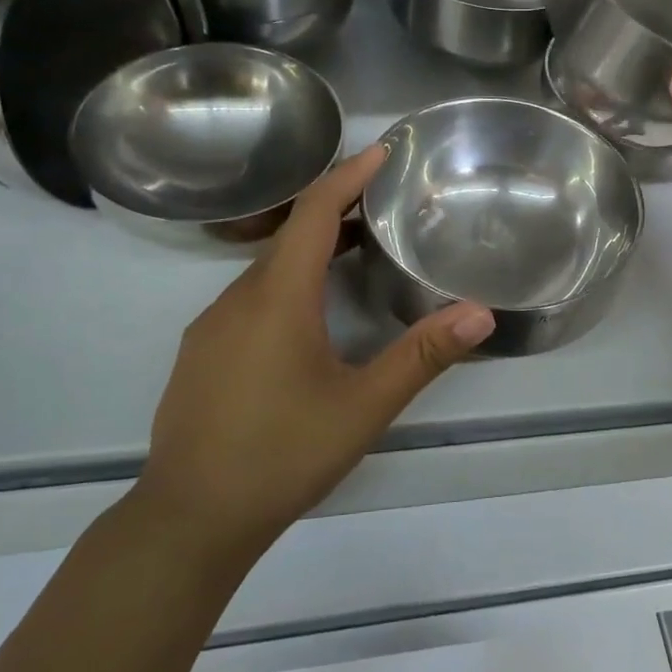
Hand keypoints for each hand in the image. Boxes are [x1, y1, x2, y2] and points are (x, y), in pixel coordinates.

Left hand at [131, 144, 493, 562]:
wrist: (189, 519)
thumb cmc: (281, 455)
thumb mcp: (363, 407)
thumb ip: (422, 356)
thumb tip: (481, 312)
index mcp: (277, 298)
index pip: (314, 213)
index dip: (348, 176)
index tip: (383, 151)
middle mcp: (237, 298)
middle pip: (290, 233)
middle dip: (337, 209)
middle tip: (384, 201)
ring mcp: (212, 325)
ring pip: (268, 267)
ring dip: (312, 248)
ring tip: (359, 249)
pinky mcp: (201, 352)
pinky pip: (250, 296)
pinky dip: (288, 281)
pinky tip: (311, 314)